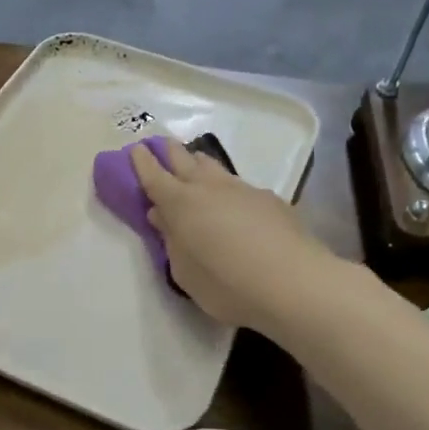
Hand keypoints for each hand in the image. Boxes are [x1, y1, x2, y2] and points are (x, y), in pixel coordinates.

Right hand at [131, 137, 326, 330]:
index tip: (135, 150)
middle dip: (170, 151)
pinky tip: (232, 203)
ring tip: (194, 166)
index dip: (142, 162)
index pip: (154, 176)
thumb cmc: (226, 284)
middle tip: (161, 145)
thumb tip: (162, 216)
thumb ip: (172, 241)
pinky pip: (239, 185)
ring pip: (214, 167)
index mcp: (180, 204)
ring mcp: (242, 190)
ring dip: (199, 163)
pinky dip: (227, 188)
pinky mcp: (270, 199)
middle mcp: (209, 188)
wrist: (293, 283)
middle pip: (184, 159)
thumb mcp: (185, 272)